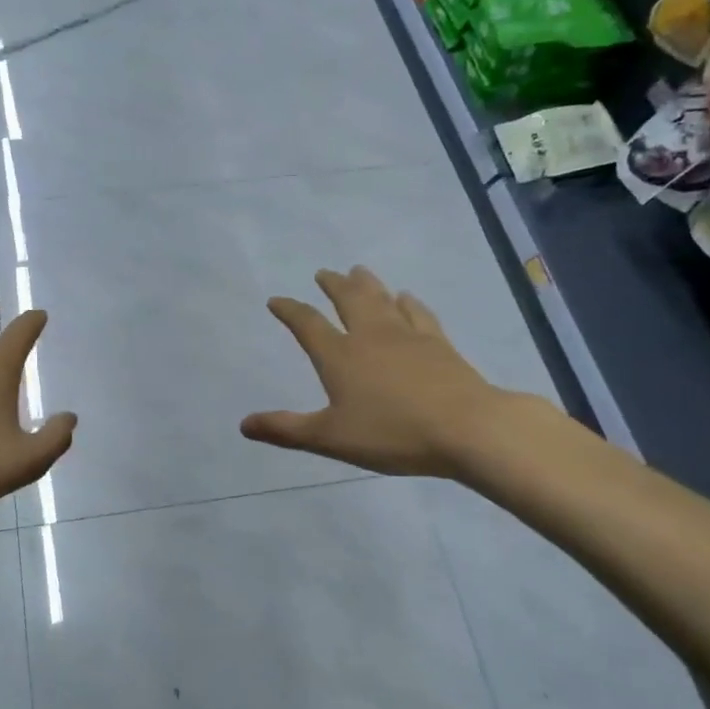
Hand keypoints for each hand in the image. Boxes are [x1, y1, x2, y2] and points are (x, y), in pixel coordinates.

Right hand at [242, 267, 532, 479]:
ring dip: (367, 284)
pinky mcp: (438, 344)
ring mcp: (408, 336)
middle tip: (323, 272)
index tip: (277, 300)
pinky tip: (407, 297)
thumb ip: (286, 430)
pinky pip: (418, 313)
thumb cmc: (392, 433)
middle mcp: (371, 336)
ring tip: (358, 270)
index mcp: (340, 356)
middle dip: (333, 285)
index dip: (290, 311)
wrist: (466, 428)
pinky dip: (408, 302)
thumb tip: (243, 424)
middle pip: (348, 300)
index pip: (308, 325)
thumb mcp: (330, 438)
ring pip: (382, 299)